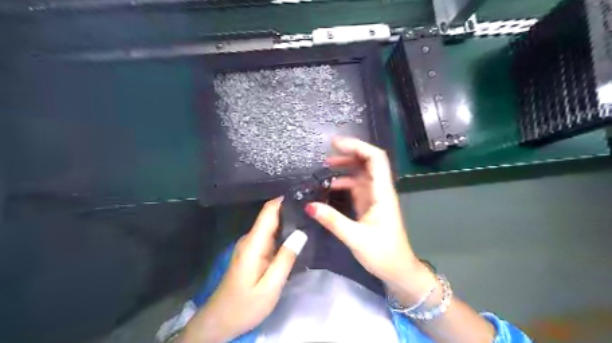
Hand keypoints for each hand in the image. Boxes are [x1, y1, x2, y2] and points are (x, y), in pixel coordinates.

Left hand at [180, 198, 308, 341]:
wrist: (220, 322)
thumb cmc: (245, 305)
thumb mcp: (270, 286)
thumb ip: (285, 259)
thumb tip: (301, 233)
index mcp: (253, 243)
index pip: (268, 211)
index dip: (285, 199)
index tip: (304, 194)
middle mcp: (250, 239)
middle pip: (271, 216)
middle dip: (291, 210)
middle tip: (315, 211)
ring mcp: (250, 246)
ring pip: (272, 227)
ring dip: (289, 222)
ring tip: (311, 220)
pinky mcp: (252, 253)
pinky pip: (270, 237)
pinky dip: (283, 234)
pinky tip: (297, 237)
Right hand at [306, 138, 434, 304]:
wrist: (398, 270)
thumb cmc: (383, 253)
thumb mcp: (355, 237)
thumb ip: (332, 220)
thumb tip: (309, 205)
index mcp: (382, 193)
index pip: (375, 159)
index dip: (358, 146)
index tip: (337, 143)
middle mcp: (380, 191)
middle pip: (368, 163)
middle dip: (349, 154)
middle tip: (327, 154)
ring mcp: (374, 198)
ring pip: (361, 174)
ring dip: (345, 168)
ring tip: (325, 167)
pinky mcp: (369, 206)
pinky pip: (356, 188)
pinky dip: (344, 184)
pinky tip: (330, 187)